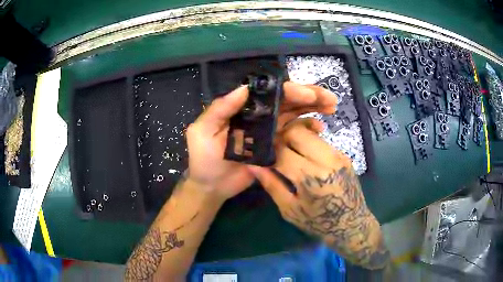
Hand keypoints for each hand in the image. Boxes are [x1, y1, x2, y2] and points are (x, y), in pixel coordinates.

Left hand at [185, 82, 336, 201]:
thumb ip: (220, 109)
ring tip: (331, 107)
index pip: (269, 94)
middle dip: (310, 96)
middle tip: (330, 99)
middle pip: (287, 101)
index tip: (309, 94)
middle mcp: (259, 116)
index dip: (290, 91)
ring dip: (313, 108)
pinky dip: (308, 128)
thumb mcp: (202, 131)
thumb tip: (245, 88)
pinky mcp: (276, 147)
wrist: (211, 186)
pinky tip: (320, 128)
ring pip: (294, 114)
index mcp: (243, 108)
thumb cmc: (204, 159)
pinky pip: (295, 134)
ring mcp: (269, 131)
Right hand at [247, 118, 389, 269]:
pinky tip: (306, 159)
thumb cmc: (319, 222)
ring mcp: (338, 155)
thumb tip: (254, 166)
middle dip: (282, 137)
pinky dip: (309, 145)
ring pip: (310, 133)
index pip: (282, 151)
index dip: (268, 150)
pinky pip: (321, 142)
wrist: (352, 224)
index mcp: (310, 178)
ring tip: (290, 154)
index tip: (261, 154)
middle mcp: (326, 160)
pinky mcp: (344, 155)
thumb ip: (272, 185)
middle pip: (297, 132)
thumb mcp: (290, 210)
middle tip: (275, 150)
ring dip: (295, 139)